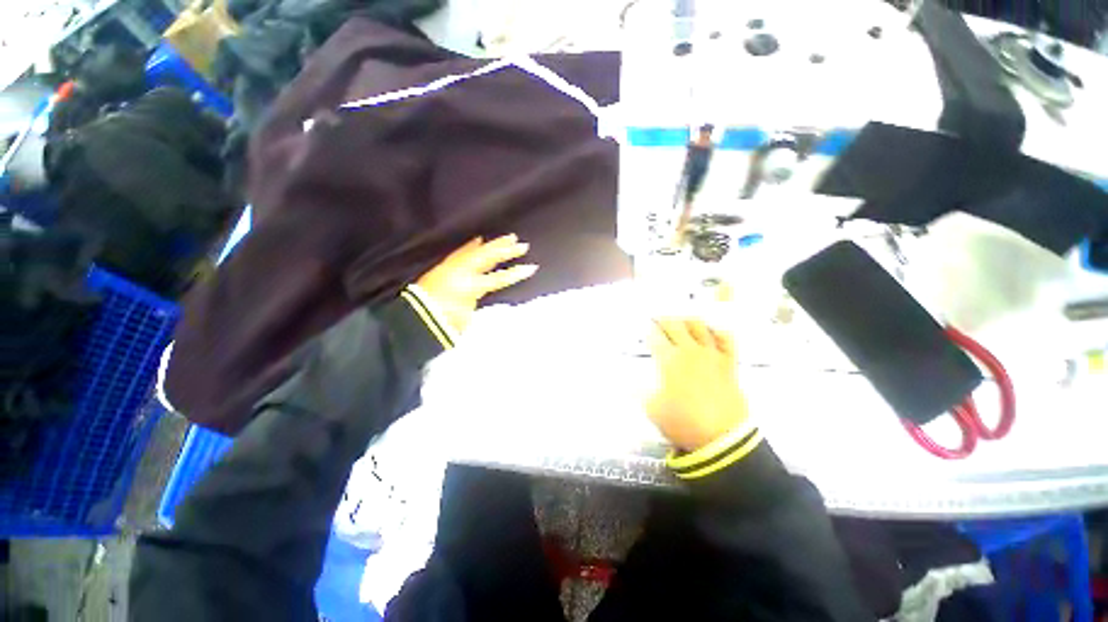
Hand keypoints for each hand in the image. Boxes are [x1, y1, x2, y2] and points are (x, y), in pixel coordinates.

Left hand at [416, 235, 537, 332]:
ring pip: (477, 253)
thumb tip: (487, 304)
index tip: (531, 268)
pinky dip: (471, 246)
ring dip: (492, 246)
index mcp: (470, 286)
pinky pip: (461, 253)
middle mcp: (464, 273)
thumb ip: (478, 309)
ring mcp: (455, 268)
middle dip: (505, 251)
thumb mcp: (464, 318)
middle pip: (488, 258)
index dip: (514, 274)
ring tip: (507, 238)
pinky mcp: (447, 267)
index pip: (498, 278)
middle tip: (521, 245)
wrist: (417, 317)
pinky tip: (477, 240)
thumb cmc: (443, 320)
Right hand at [646, 319, 748, 451]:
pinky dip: (718, 331)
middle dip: (664, 319)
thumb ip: (639, 391)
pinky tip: (712, 329)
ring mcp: (711, 355)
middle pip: (675, 325)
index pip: (655, 337)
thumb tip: (629, 382)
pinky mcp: (729, 363)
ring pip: (699, 327)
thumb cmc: (682, 422)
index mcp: (669, 360)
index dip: (648, 330)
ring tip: (681, 319)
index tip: (644, 326)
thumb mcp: (652, 409)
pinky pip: (726, 340)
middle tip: (658, 317)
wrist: (722, 438)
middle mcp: (689, 351)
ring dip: (687, 320)